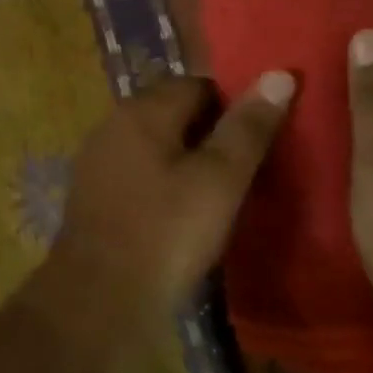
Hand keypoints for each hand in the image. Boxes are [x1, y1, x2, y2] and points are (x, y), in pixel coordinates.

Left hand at [39, 73, 295, 343]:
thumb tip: (279, 74)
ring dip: (186, 158)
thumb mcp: (219, 180)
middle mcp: (113, 125)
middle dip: (210, 131)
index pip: (198, 85)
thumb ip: (248, 128)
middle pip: (173, 112)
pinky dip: (163, 182)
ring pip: (155, 144)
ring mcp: (98, 161)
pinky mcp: (93, 195)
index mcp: (142, 111)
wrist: (99, 299)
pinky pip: (138, 173)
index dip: (234, 104)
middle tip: (248, 165)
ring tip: (223, 190)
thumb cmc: (165, 233)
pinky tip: (183, 212)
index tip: (261, 135)